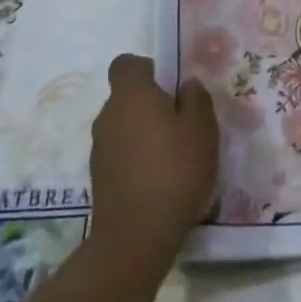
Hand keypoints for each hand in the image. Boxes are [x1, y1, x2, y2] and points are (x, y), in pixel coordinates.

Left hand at [90, 55, 218, 265]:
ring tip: (174, 156)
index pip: (126, 64)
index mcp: (131, 95)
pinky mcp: (98, 178)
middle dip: (151, 104)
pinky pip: (120, 153)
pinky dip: (136, 158)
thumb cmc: (174, 170)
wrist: (135, 237)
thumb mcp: (202, 129)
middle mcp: (108, 115)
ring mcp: (99, 148)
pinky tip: (159, 180)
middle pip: (127, 96)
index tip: (170, 87)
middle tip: (182, 124)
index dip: (147, 69)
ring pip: (124, 126)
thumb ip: (196, 99)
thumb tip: (187, 85)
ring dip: (144, 133)